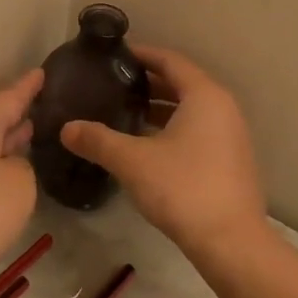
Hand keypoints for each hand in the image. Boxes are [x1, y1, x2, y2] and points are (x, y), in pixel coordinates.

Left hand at [0, 68, 43, 291]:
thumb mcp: (19, 185)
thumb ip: (23, 166)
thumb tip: (9, 165)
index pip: (8, 96)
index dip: (28, 86)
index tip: (43, 71)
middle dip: (16, 109)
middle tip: (42, 100)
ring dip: (6, 137)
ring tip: (31, 128)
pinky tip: (10, 169)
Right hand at [61, 46, 266, 251]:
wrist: (231, 242)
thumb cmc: (183, 188)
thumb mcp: (132, 161)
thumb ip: (98, 140)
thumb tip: (66, 128)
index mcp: (204, 96)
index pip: (171, 61)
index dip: (142, 54)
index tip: (115, 56)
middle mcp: (223, 108)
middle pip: (182, 83)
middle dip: (148, 82)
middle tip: (113, 84)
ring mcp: (231, 135)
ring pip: (190, 109)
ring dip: (160, 108)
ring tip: (125, 112)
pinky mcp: (230, 160)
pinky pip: (198, 130)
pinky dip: (173, 128)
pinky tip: (147, 145)